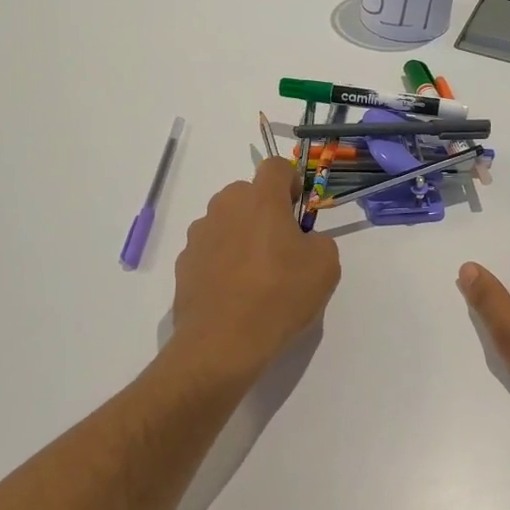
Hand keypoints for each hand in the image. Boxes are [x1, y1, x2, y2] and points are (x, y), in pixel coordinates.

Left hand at [169, 157, 340, 384]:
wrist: (222, 343)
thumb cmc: (280, 295)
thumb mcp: (325, 265)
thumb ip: (318, 240)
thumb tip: (302, 242)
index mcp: (260, 198)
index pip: (276, 166)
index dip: (292, 182)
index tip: (299, 210)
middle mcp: (224, 206)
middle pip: (248, 194)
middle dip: (266, 212)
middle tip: (283, 248)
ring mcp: (199, 235)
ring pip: (227, 222)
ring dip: (242, 236)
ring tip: (257, 277)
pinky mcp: (184, 263)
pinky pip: (211, 251)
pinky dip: (223, 262)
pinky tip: (235, 294)